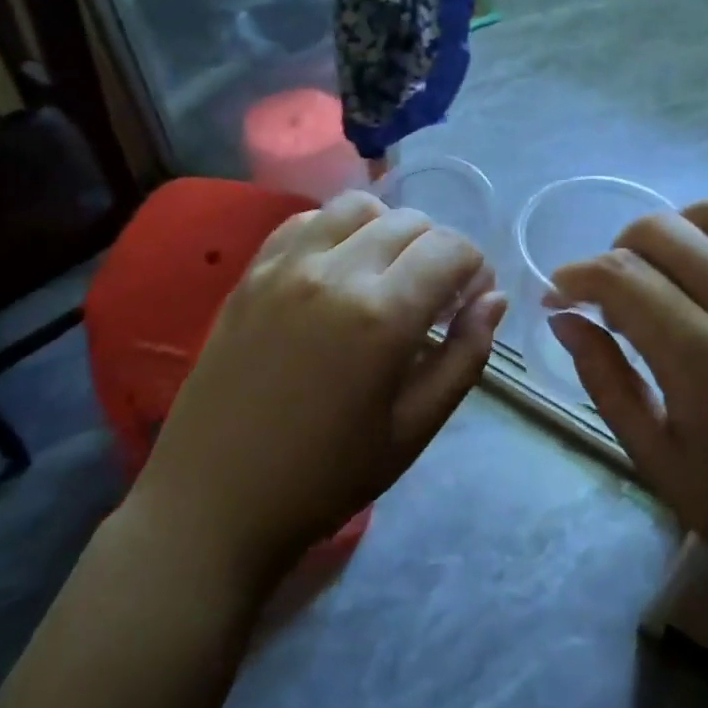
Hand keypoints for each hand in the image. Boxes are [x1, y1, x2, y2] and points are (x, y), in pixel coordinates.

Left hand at [130, 191, 505, 590]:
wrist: (215, 499)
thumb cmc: (326, 476)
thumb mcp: (415, 429)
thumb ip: (465, 356)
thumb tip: (492, 299)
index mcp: (382, 315)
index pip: (451, 249)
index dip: (474, 269)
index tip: (467, 304)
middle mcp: (334, 271)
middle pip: (410, 221)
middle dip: (437, 250)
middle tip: (432, 298)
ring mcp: (285, 266)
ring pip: (357, 208)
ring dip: (388, 231)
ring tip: (385, 276)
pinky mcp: (251, 273)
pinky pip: (305, 221)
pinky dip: (336, 231)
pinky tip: (336, 272)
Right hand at [547, 201, 707, 603]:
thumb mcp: (659, 461)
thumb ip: (606, 381)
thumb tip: (563, 319)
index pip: (622, 278)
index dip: (575, 277)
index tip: (556, 295)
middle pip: (663, 231)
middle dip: (614, 250)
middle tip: (605, 295)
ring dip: (669, 234)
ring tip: (656, 277)